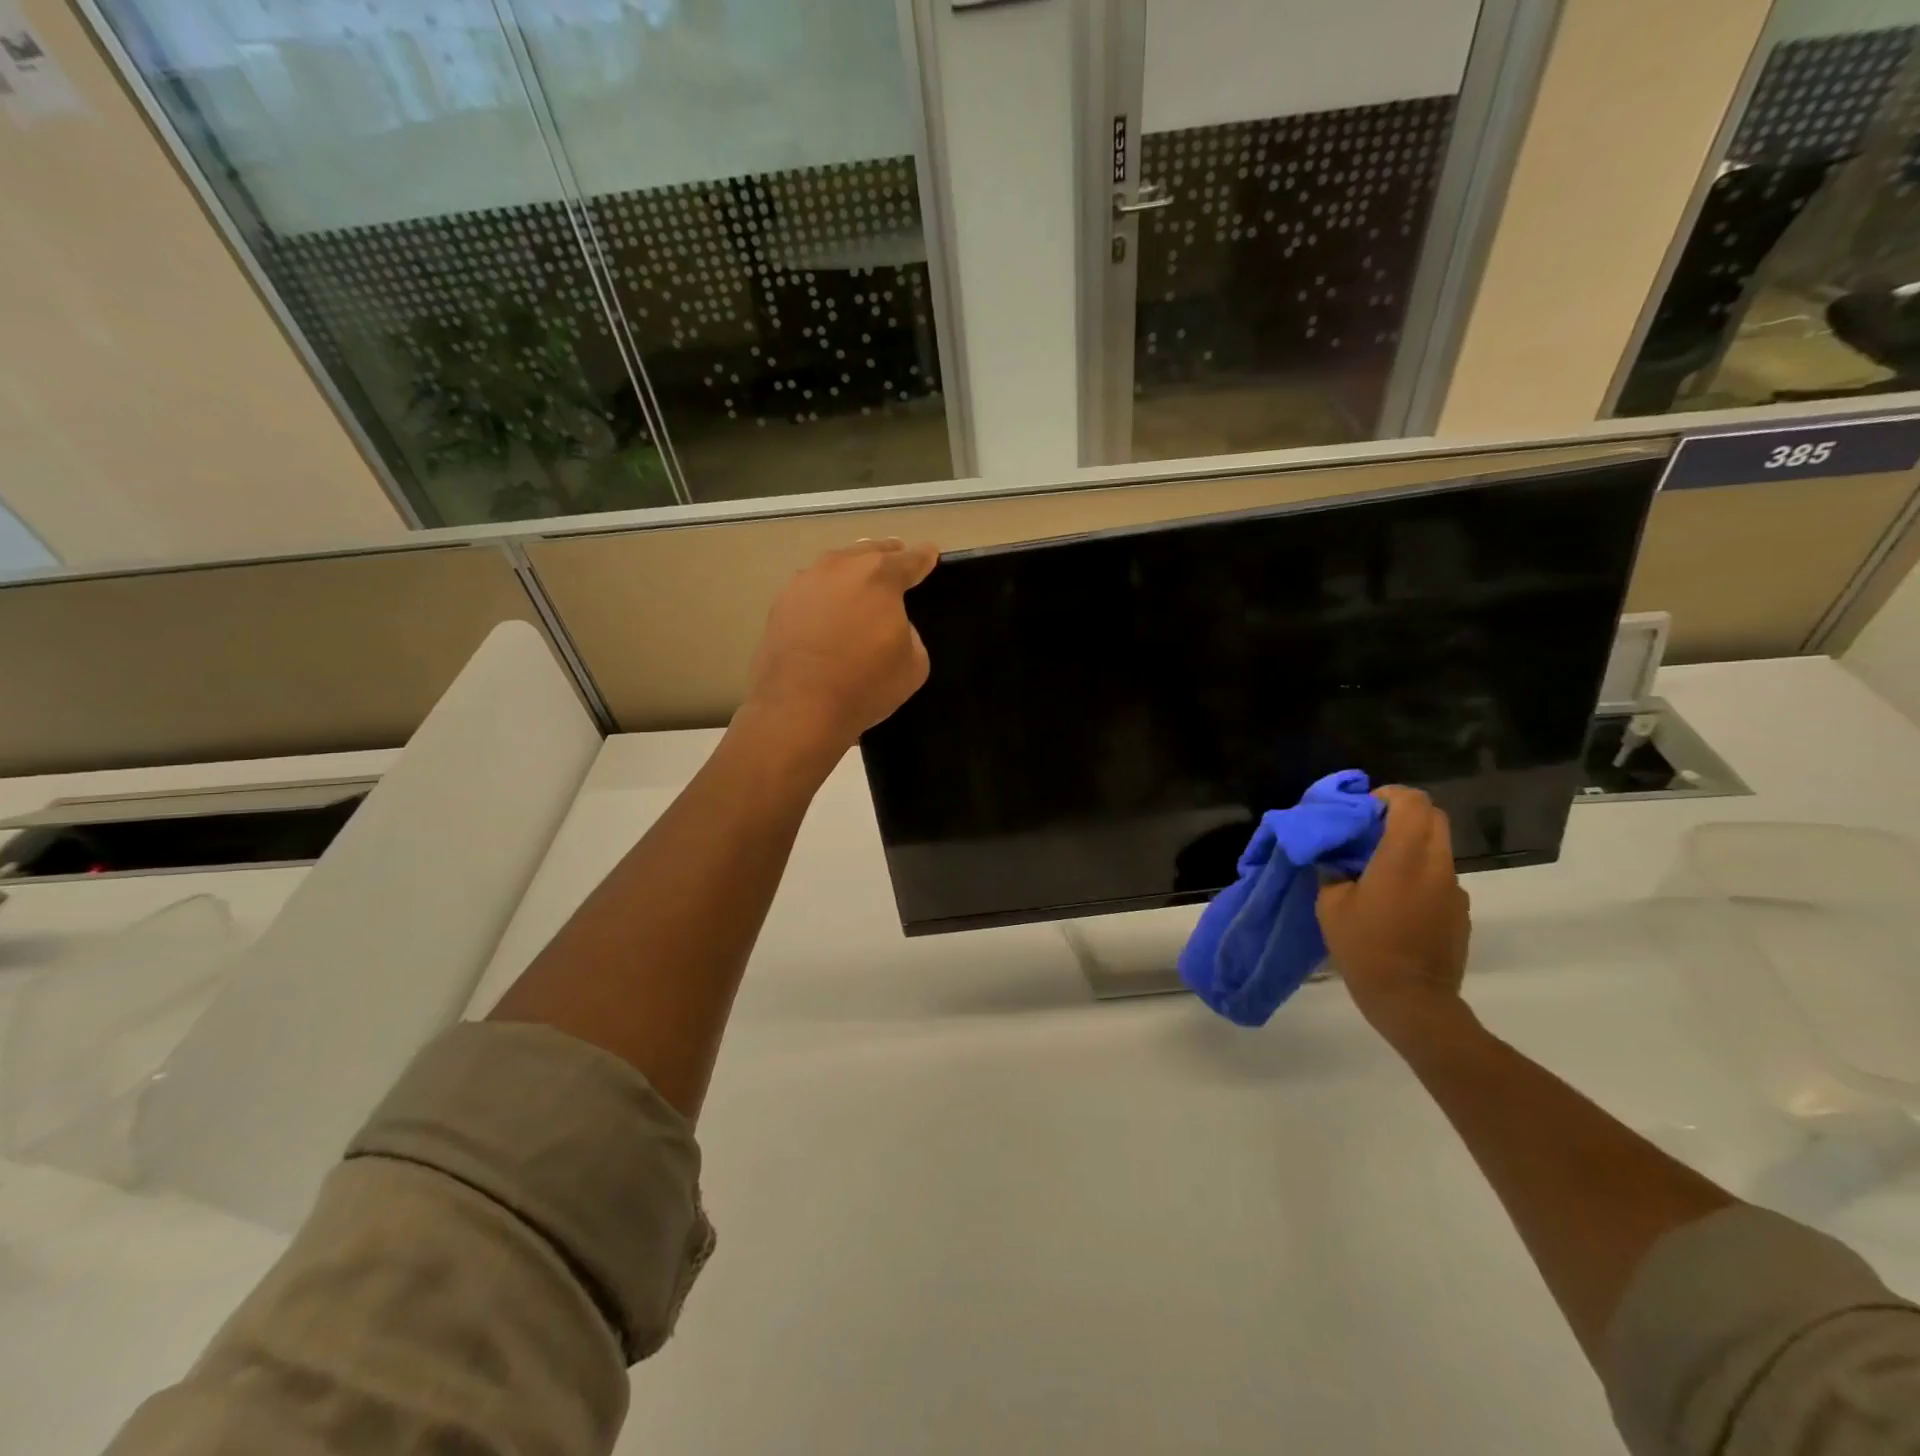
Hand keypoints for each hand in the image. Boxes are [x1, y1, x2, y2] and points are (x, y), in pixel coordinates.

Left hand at [743, 538, 938, 761]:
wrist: (799, 707)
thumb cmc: (865, 685)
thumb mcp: (914, 663)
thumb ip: (909, 632)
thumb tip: (891, 624)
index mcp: (881, 577)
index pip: (911, 559)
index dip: (924, 557)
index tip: (930, 554)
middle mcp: (841, 567)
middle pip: (870, 552)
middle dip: (886, 554)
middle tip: (896, 556)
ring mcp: (806, 582)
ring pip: (836, 565)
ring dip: (852, 569)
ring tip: (860, 579)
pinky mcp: (780, 603)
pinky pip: (812, 588)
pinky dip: (825, 592)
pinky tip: (827, 607)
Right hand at [1317, 786, 1471, 1042]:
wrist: (1412, 1002)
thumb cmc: (1366, 948)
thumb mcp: (1331, 906)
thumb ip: (1333, 871)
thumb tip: (1334, 856)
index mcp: (1404, 858)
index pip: (1413, 802)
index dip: (1388, 796)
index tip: (1363, 810)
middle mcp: (1436, 866)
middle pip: (1433, 818)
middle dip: (1402, 815)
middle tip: (1370, 832)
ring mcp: (1454, 890)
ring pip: (1437, 848)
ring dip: (1411, 846)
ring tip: (1378, 871)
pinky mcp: (1460, 913)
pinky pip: (1439, 878)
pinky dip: (1419, 875)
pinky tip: (1395, 903)